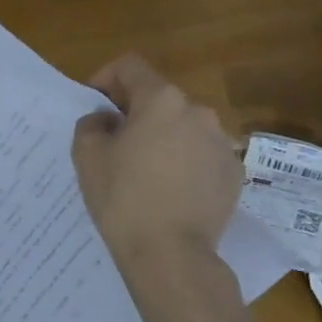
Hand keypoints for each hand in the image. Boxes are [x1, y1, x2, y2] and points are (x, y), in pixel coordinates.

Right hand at [72, 54, 242, 260]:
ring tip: (144, 171)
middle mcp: (198, 111)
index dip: (105, 79)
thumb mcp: (88, 156)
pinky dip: (184, 162)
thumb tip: (106, 120)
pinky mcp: (234, 173)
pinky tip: (170, 191)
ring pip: (183, 127)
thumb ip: (91, 124)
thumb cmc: (123, 198)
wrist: (171, 254)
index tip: (94, 106)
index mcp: (161, 99)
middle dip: (135, 113)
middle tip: (114, 143)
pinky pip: (202, 155)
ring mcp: (222, 142)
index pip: (129, 67)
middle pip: (159, 98)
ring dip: (162, 137)